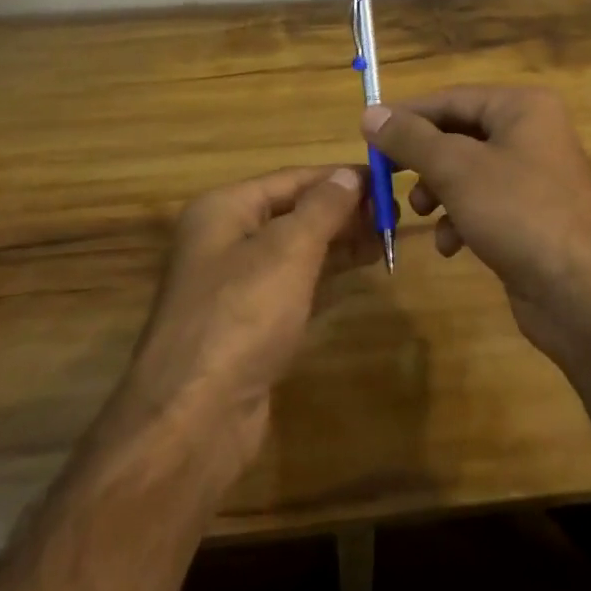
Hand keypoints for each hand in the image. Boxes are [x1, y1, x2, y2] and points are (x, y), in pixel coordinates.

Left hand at [119, 166, 375, 469]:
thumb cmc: (242, 314)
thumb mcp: (289, 250)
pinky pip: (294, 285)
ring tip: (387, 237)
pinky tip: (361, 270)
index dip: (337, 177)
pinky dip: (327, 275)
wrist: (196, 417)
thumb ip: (323, 207)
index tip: (385, 178)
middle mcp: (224, 240)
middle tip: (393, 213)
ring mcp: (235, 285)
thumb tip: (350, 173)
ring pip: (296, 250)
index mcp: (223, 210)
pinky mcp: (249, 325)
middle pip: (292, 212)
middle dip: (341, 211)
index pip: (290, 179)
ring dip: (339, 242)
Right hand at [361, 86, 590, 361]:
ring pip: (467, 171)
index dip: (407, 116)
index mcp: (522, 107)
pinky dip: (461, 218)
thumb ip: (410, 138)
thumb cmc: (519, 214)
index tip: (367, 135)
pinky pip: (483, 202)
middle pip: (458, 134)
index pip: (451, 98)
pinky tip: (451, 245)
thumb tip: (370, 113)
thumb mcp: (456, 170)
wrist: (583, 296)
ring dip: (438, 191)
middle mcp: (531, 132)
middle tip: (387, 177)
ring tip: (421, 214)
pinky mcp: (531, 214)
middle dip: (423, 160)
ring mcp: (534, 175)